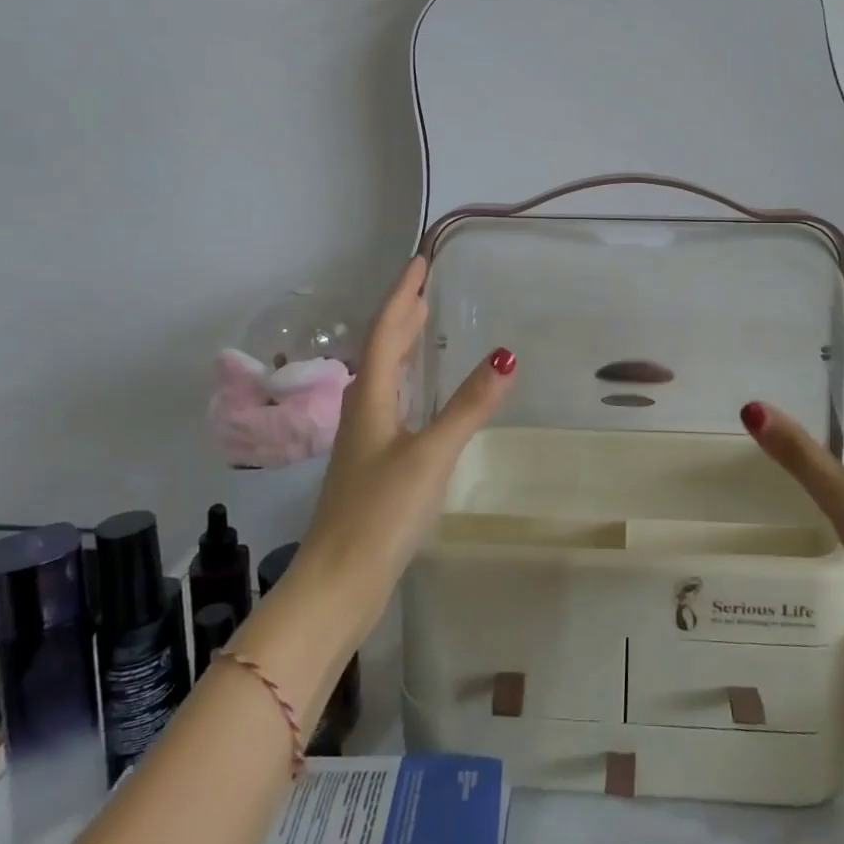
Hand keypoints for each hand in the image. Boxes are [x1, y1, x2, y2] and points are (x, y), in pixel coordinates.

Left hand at [296, 258, 515, 625]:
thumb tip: (505, 355)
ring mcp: (365, 440)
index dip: (403, 295)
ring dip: (403, 347)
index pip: (386, 331)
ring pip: (386, 378)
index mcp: (371, 398)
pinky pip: (392, 404)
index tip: (419, 262)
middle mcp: (363, 410)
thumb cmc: (381, 512)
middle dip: (403, 315)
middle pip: (383, 350)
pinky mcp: (373, 465)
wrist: (339, 581)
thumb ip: (468, 406)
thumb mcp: (431, 453)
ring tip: (423, 327)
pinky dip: (408, 383)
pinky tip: (420, 397)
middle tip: (425, 287)